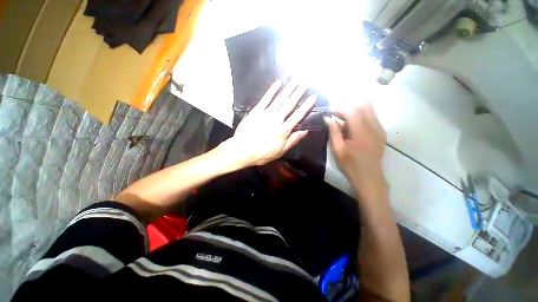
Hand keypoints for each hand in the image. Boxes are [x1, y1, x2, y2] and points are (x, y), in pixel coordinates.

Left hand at [225, 79, 315, 166]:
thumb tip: (305, 131)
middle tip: (306, 83)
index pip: (297, 116)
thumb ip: (293, 140)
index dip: (306, 106)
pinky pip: (265, 99)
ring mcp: (266, 114)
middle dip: (299, 93)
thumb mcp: (280, 151)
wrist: (242, 150)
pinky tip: (278, 83)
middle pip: (289, 104)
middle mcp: (276, 119)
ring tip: (296, 80)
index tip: (313, 97)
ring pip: (279, 99)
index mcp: (283, 130)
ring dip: (288, 89)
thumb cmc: (262, 153)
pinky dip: (272, 90)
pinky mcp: (256, 111)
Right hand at [325, 103, 386, 197]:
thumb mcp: (338, 149)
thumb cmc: (351, 165)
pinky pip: (372, 117)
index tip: (330, 113)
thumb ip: (334, 132)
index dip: (339, 109)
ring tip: (344, 121)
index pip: (352, 110)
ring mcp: (379, 129)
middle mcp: (373, 126)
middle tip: (337, 116)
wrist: (369, 177)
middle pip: (364, 105)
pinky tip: (353, 127)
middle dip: (348, 107)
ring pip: (369, 109)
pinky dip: (361, 117)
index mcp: (361, 131)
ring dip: (355, 111)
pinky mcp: (381, 133)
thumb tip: (327, 118)